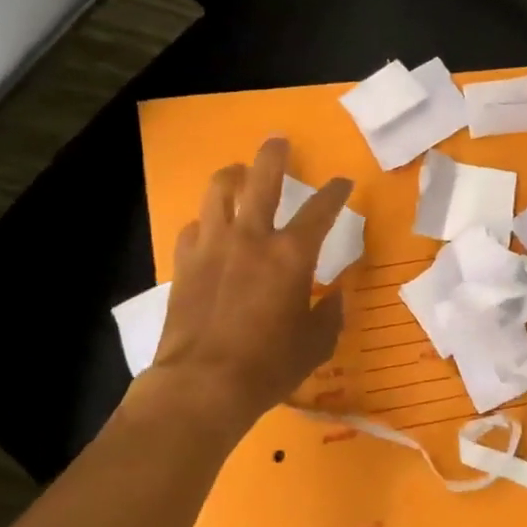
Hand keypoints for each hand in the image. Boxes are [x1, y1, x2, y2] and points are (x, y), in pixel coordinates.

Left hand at [144, 137, 351, 439]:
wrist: (202, 385)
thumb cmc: (269, 366)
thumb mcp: (316, 344)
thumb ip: (331, 314)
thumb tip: (336, 296)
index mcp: (292, 254)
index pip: (321, 209)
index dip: (335, 191)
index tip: (342, 183)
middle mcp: (252, 237)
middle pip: (262, 178)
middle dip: (274, 154)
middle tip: (279, 141)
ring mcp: (213, 245)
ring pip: (219, 190)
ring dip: (232, 176)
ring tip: (238, 174)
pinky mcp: (184, 262)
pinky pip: (195, 227)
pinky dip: (207, 221)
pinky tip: (211, 229)